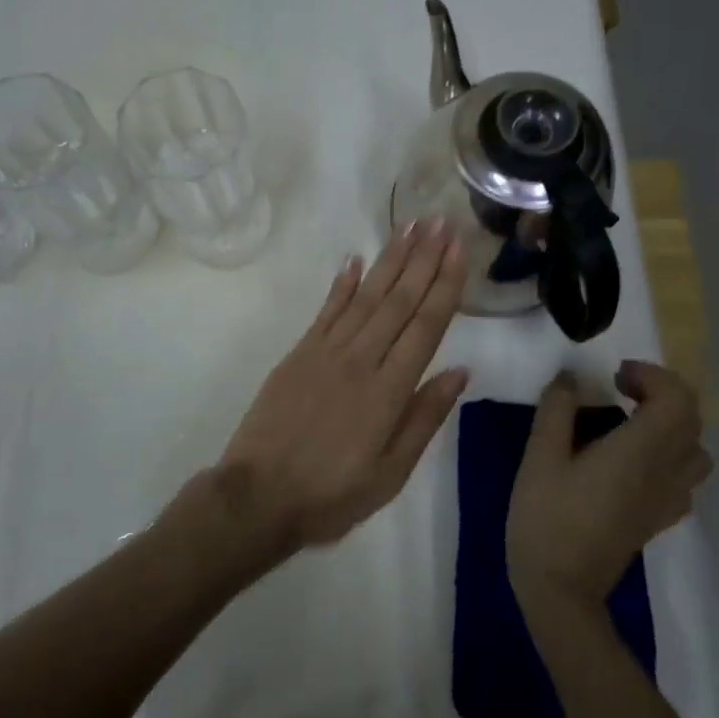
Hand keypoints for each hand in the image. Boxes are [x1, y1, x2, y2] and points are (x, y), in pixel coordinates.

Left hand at [213, 218, 469, 554]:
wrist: (258, 496)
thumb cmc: (331, 494)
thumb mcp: (390, 473)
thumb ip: (424, 418)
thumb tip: (460, 371)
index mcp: (388, 390)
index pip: (425, 325)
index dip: (445, 284)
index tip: (459, 248)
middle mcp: (360, 359)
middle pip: (398, 300)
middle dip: (423, 258)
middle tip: (441, 221)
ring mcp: (325, 352)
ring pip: (365, 296)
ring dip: (390, 259)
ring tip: (410, 226)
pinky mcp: (299, 353)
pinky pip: (326, 310)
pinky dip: (342, 283)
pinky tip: (355, 260)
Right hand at [507, 361, 711, 609]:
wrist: (561, 591)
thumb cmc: (546, 519)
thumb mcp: (539, 458)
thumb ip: (557, 410)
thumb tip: (570, 377)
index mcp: (640, 451)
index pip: (678, 398)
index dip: (652, 375)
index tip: (615, 377)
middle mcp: (665, 472)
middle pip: (691, 419)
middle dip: (660, 393)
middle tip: (618, 390)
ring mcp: (668, 499)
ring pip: (695, 450)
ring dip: (670, 424)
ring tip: (630, 422)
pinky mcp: (659, 519)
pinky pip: (685, 478)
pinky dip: (669, 457)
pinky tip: (633, 462)